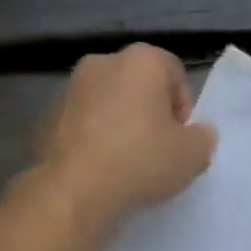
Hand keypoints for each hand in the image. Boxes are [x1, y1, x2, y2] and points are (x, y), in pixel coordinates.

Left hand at [35, 44, 217, 231]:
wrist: (74, 190)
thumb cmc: (141, 162)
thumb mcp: (193, 155)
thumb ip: (203, 138)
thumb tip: (197, 134)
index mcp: (141, 60)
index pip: (174, 74)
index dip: (183, 109)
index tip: (181, 141)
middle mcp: (102, 63)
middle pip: (138, 86)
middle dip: (149, 114)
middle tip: (156, 152)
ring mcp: (70, 89)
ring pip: (107, 105)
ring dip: (119, 126)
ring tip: (126, 165)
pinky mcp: (48, 118)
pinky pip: (82, 126)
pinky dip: (93, 141)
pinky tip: (100, 171)